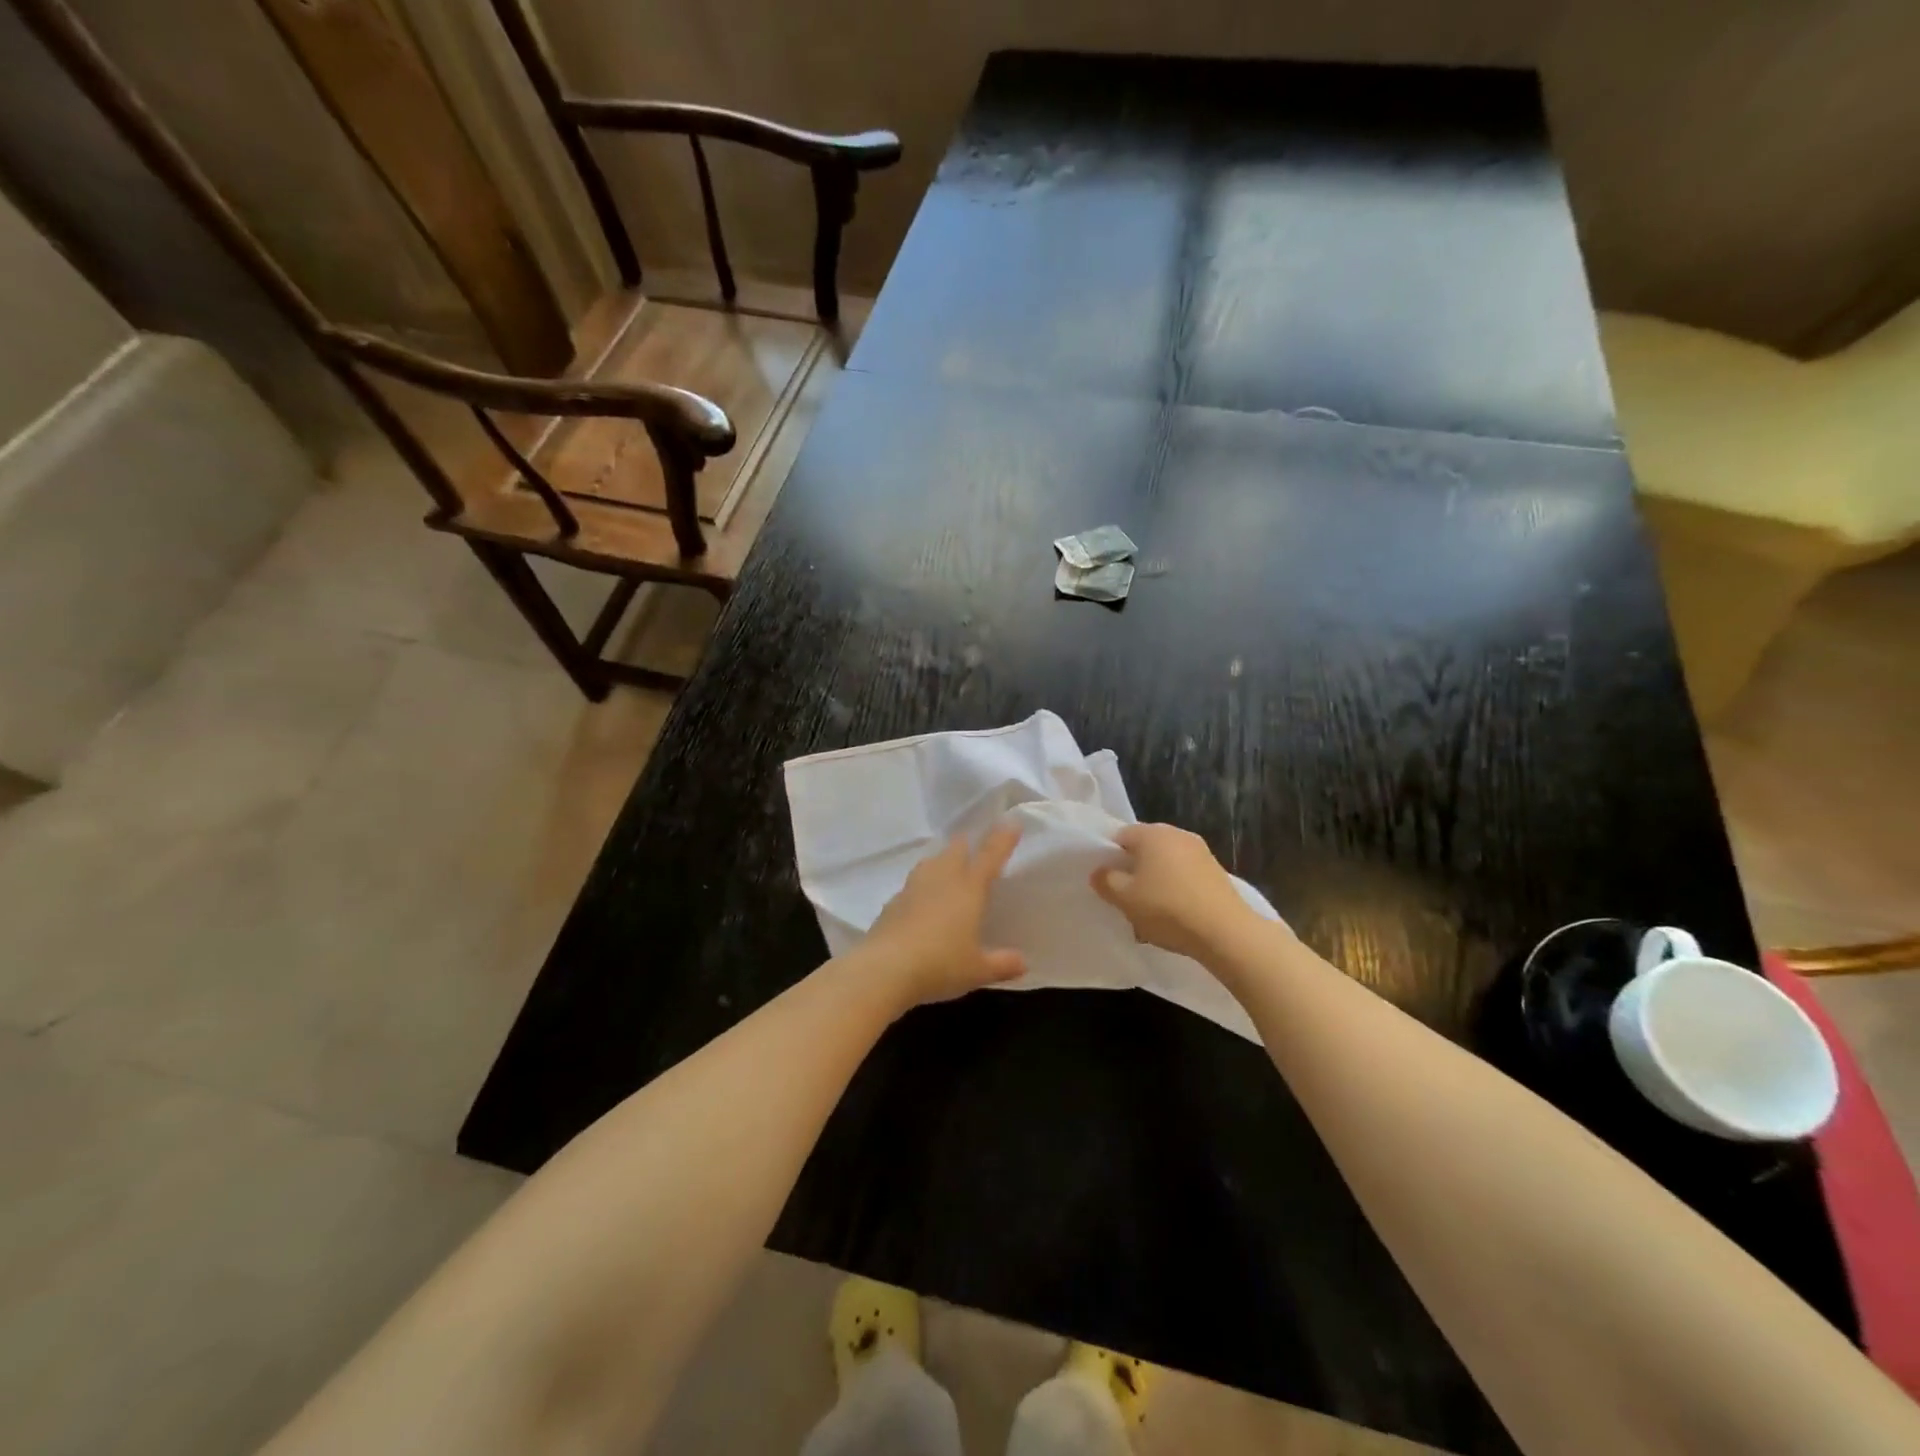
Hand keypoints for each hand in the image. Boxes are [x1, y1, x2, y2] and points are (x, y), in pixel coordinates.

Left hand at [858, 822, 1027, 1008]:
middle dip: (967, 843)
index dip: (1002, 838)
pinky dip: (922, 886)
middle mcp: (941, 880)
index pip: (990, 856)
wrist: (884, 969)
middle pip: (955, 850)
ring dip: (942, 860)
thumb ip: (1002, 964)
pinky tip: (922, 901)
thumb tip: (1023, 963)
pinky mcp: (892, 903)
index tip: (1011, 821)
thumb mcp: (977, 970)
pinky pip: (912, 885)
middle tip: (974, 844)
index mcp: (968, 889)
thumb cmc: (940, 964)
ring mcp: (913, 888)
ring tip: (948, 866)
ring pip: (931, 862)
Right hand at [1091, 823, 1262, 963]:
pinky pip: (1185, 874)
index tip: (1107, 881)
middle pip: (1145, 848)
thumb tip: (1100, 871)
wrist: (1226, 932)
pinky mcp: (1216, 871)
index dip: (1109, 857)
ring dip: (1155, 880)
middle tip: (1126, 896)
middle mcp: (1177, 833)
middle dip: (1134, 869)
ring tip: (1150, 909)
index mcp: (1152, 833)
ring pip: (1166, 862)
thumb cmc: (1167, 909)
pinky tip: (1174, 912)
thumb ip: (1106, 881)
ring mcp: (1200, 851)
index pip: (1120, 836)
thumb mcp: (1125, 899)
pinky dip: (1176, 888)